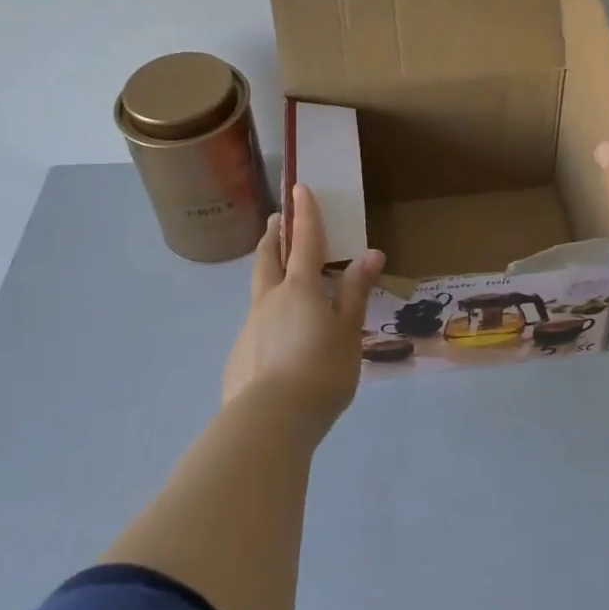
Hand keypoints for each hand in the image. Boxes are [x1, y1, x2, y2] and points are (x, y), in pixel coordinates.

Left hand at [223, 186, 383, 429]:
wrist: (269, 422)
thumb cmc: (321, 372)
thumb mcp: (348, 332)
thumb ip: (356, 293)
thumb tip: (371, 254)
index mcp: (300, 289)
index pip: (305, 241)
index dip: (305, 213)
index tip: (300, 187)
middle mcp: (269, 299)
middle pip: (268, 257)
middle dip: (274, 236)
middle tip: (277, 220)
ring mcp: (249, 326)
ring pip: (258, 290)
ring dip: (267, 273)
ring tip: (278, 275)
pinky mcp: (238, 354)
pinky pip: (255, 325)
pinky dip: (267, 317)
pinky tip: (276, 340)